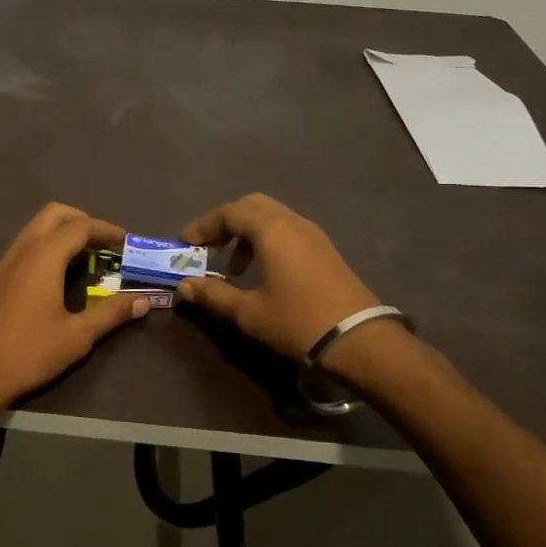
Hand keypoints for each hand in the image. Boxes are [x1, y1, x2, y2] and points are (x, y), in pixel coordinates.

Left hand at [0, 203, 149, 419]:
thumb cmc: (28, 351)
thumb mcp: (77, 336)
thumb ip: (111, 313)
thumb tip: (144, 301)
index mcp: (45, 256)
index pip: (81, 226)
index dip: (106, 230)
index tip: (126, 242)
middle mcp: (25, 249)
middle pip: (56, 214)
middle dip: (83, 221)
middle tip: (105, 245)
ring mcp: (8, 261)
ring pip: (38, 227)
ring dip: (64, 232)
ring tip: (87, 259)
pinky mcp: (0, 276)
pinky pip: (28, 244)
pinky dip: (49, 245)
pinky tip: (61, 275)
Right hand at [175, 193, 381, 359]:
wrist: (361, 341)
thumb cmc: (298, 322)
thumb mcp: (249, 312)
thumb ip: (214, 295)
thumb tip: (184, 286)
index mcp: (271, 230)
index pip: (229, 212)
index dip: (204, 225)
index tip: (185, 244)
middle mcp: (292, 222)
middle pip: (251, 206)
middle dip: (225, 222)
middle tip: (208, 247)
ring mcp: (312, 234)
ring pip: (271, 216)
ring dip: (246, 232)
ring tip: (233, 267)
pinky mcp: (324, 249)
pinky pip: (286, 229)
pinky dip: (266, 240)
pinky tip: (262, 272)